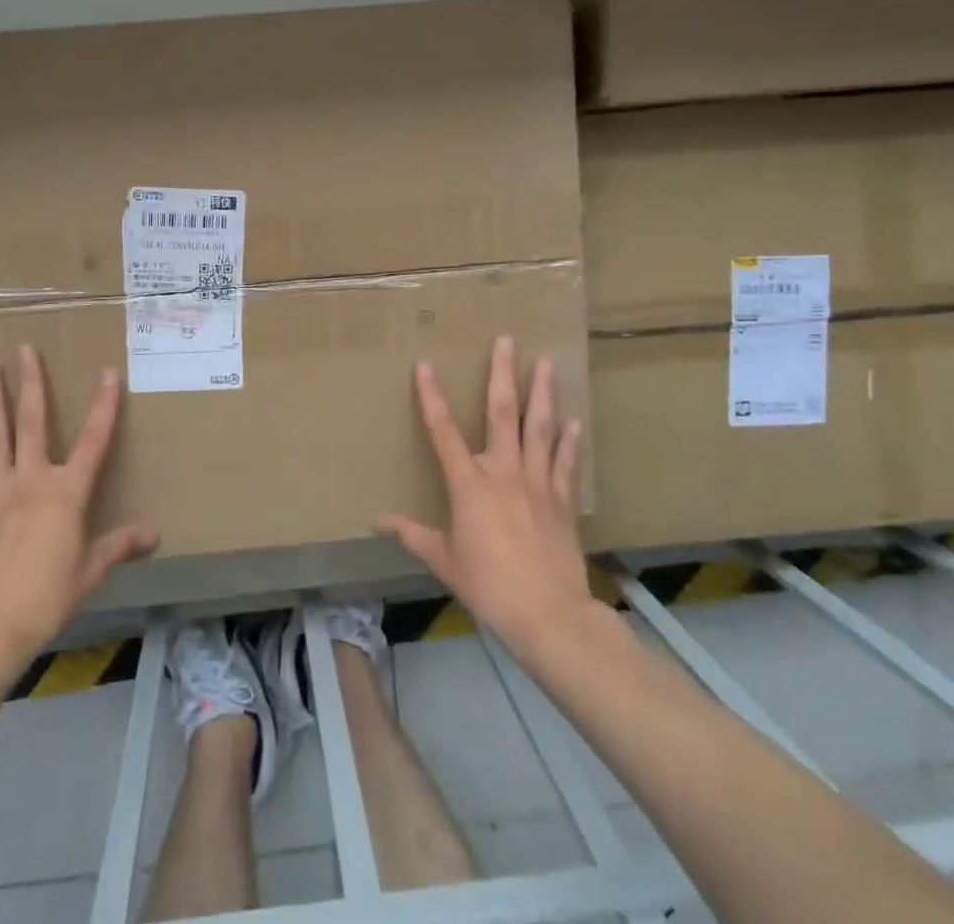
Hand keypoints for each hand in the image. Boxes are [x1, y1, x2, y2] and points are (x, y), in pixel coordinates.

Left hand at [0, 345, 157, 662]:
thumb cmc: (49, 598)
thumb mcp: (91, 572)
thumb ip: (119, 546)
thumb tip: (154, 534)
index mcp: (67, 492)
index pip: (93, 440)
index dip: (103, 405)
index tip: (107, 372)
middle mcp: (32, 481)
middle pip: (33, 422)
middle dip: (31, 383)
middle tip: (24, 349)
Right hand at [376, 336, 601, 658]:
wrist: (549, 615)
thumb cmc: (488, 585)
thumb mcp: (444, 561)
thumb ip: (414, 535)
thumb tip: (379, 522)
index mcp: (469, 484)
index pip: (443, 431)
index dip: (432, 396)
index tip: (424, 365)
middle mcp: (503, 472)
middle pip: (502, 413)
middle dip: (502, 374)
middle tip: (508, 340)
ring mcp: (537, 483)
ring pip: (540, 428)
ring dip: (543, 393)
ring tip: (547, 362)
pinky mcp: (562, 500)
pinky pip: (566, 463)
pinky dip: (570, 442)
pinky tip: (574, 421)